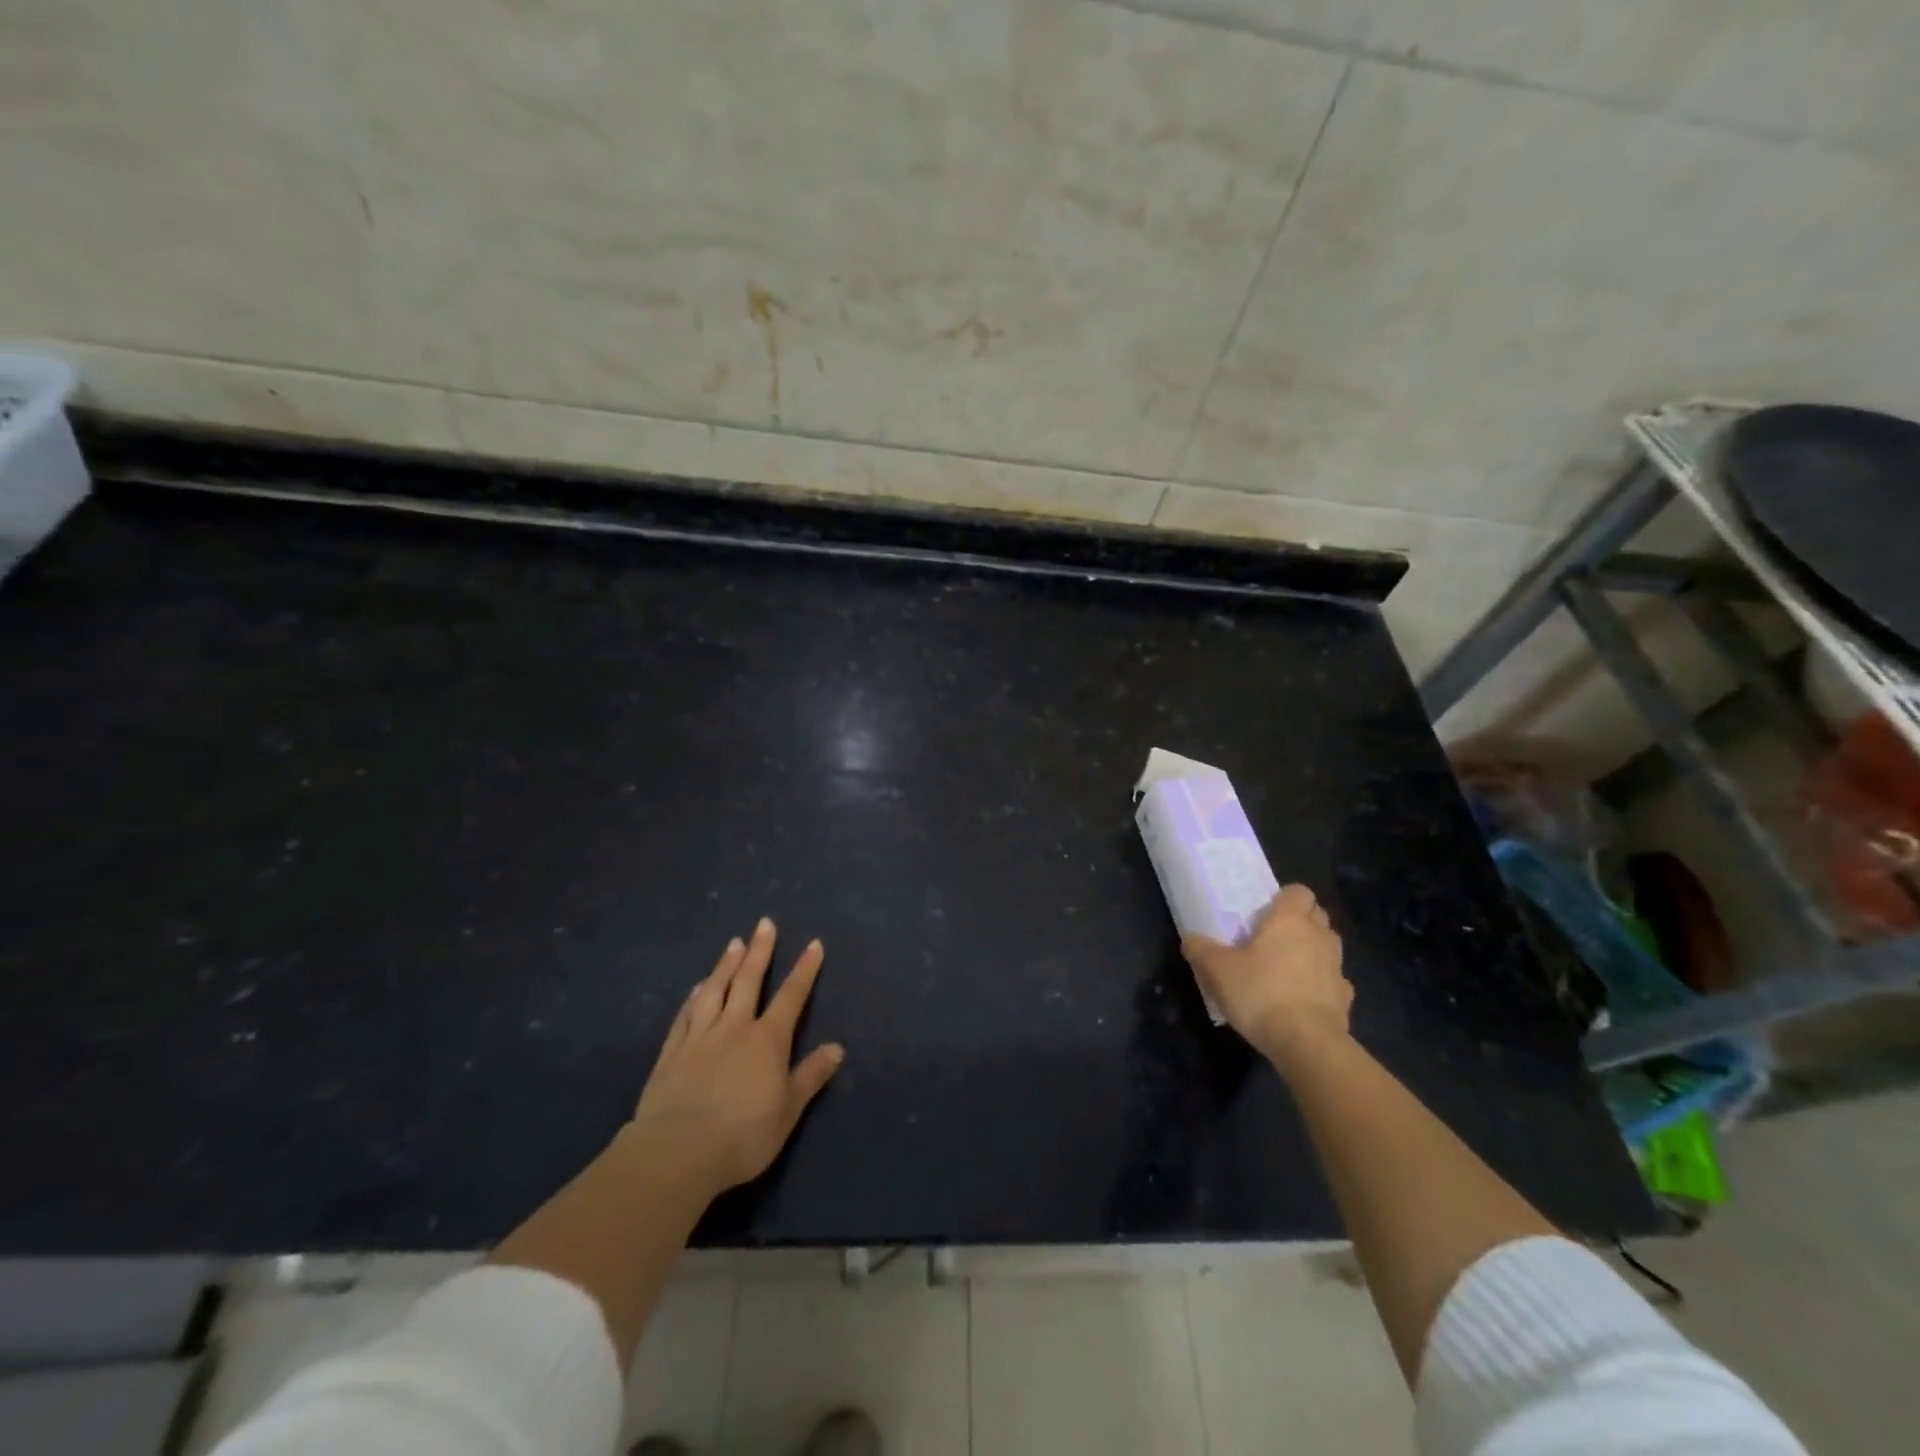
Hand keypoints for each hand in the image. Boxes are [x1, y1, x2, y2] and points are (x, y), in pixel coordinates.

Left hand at [628, 918, 844, 1197]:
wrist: (679, 1151)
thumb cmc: (743, 1134)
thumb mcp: (788, 1110)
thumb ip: (810, 1076)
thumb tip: (837, 1048)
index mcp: (768, 1040)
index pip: (791, 996)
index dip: (804, 970)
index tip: (813, 944)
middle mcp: (735, 1027)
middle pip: (749, 981)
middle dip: (760, 951)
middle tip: (764, 924)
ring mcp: (700, 1037)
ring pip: (715, 990)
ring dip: (725, 964)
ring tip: (733, 943)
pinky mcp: (672, 1052)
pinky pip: (686, 1015)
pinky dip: (694, 997)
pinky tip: (697, 987)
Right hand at [1182, 884, 1351, 1065]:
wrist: (1307, 1043)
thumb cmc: (1260, 993)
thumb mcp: (1216, 969)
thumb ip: (1200, 949)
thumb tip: (1191, 940)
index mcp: (1290, 919)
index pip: (1299, 891)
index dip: (1284, 899)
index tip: (1265, 914)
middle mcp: (1319, 936)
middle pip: (1317, 915)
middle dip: (1299, 922)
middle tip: (1271, 939)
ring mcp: (1337, 967)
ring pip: (1327, 946)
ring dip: (1311, 951)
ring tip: (1285, 969)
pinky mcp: (1345, 998)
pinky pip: (1332, 981)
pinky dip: (1320, 984)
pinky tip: (1300, 1000)